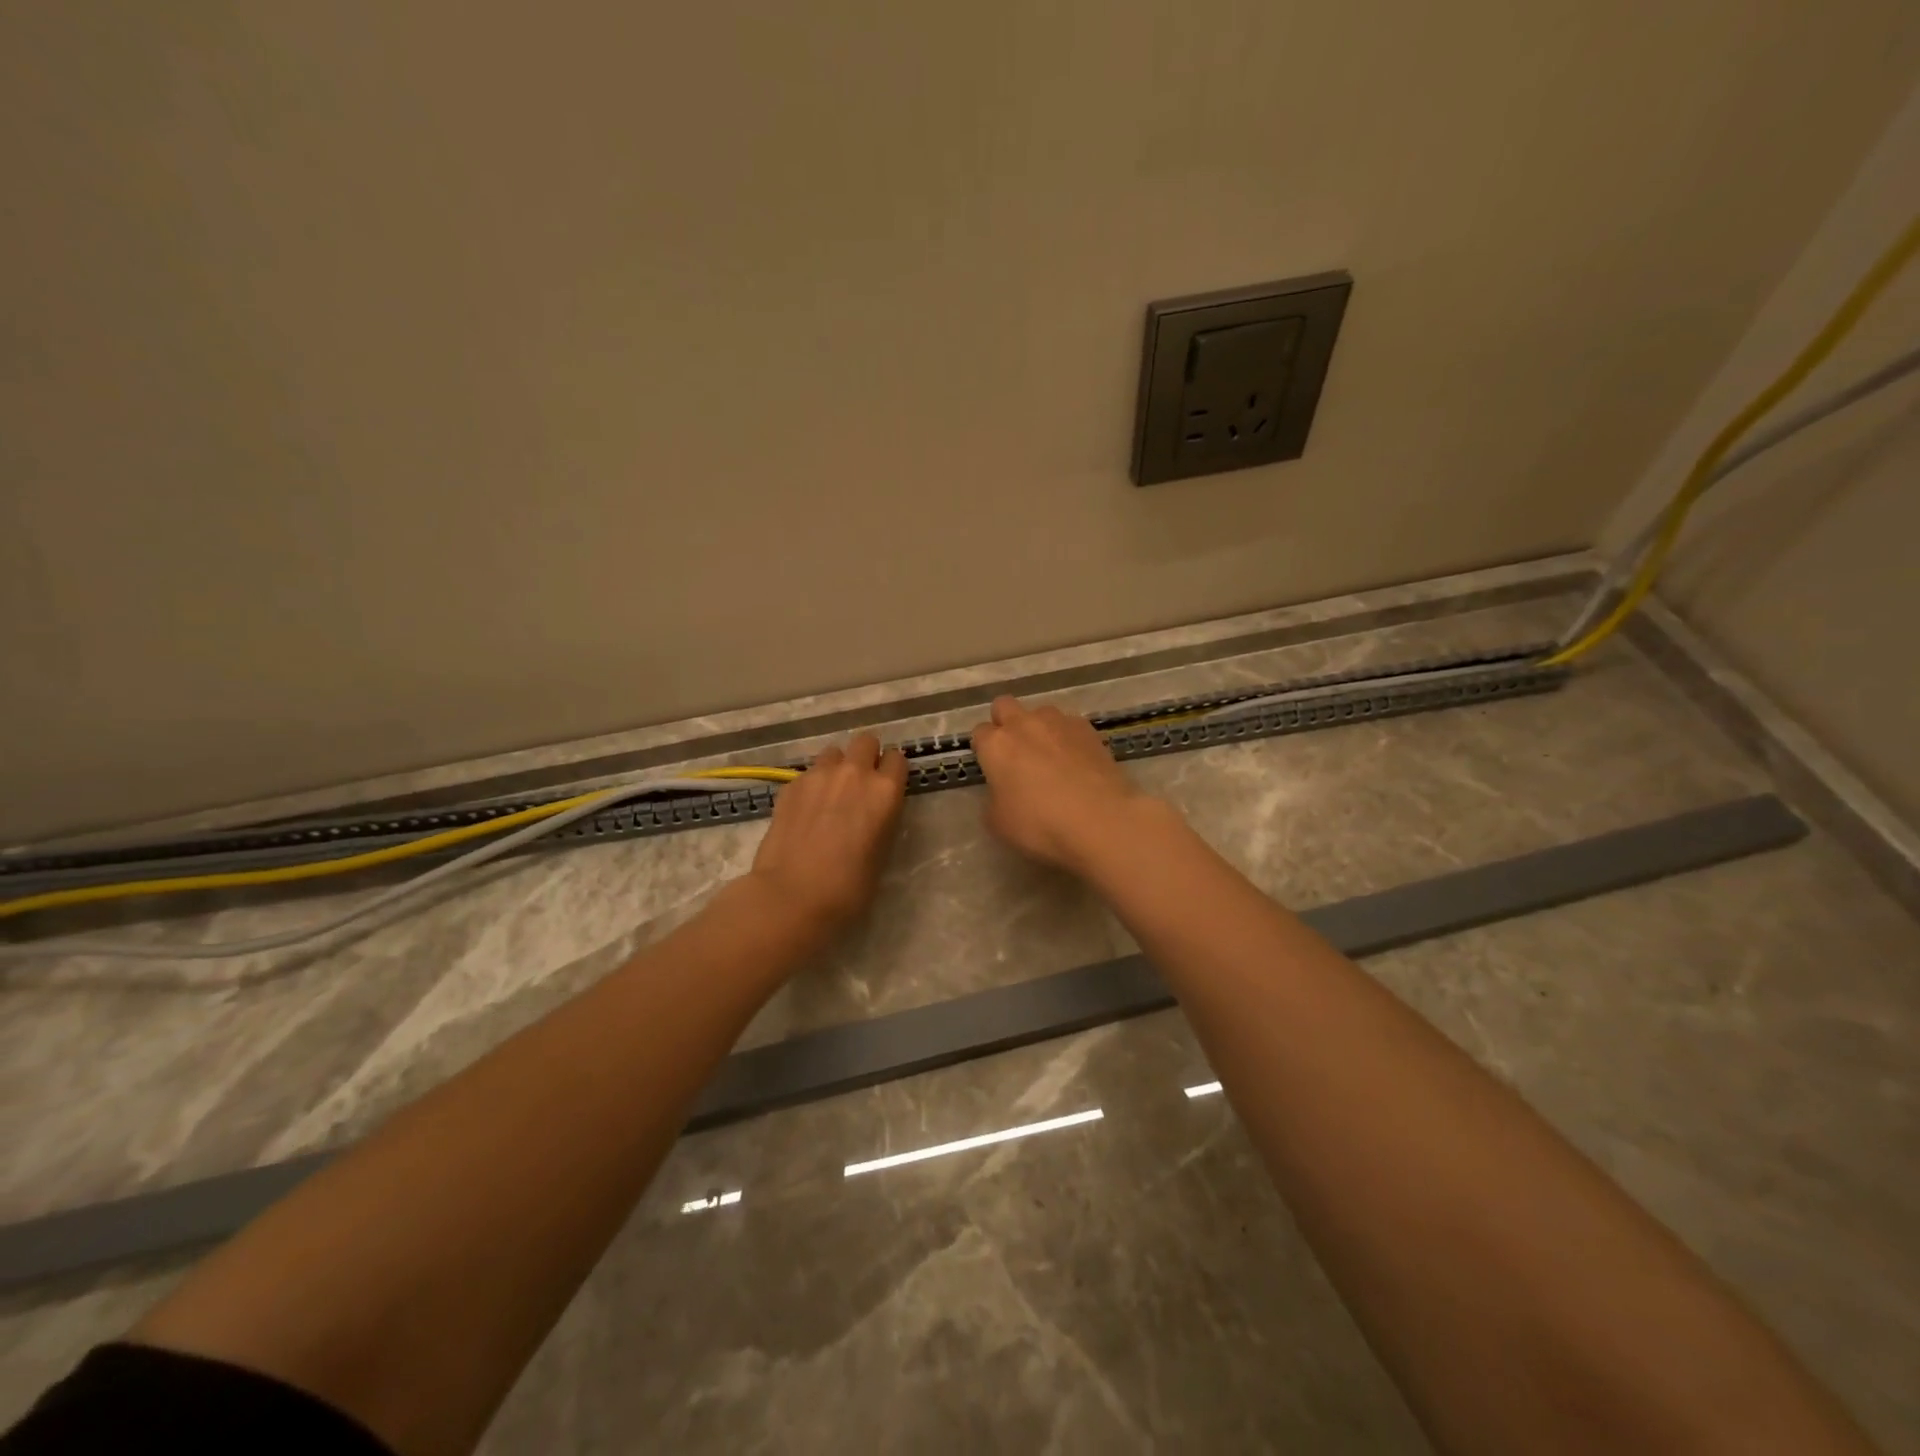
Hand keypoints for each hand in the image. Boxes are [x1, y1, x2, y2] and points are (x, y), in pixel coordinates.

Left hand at [749, 734, 907, 934]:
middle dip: (866, 757)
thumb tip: (872, 813)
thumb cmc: (848, 888)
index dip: (892, 772)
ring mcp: (818, 775)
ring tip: (830, 794)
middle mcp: (854, 773)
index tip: (888, 786)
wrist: (792, 896)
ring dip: (837, 767)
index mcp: (885, 791)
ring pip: (833, 753)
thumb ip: (881, 821)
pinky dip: (812, 785)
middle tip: (860, 784)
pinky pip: (808, 773)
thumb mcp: (881, 854)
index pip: (897, 759)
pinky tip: (806, 811)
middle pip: (865, 741)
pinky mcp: (790, 786)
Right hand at [970, 696, 1167, 875]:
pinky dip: (1068, 738)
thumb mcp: (999, 823)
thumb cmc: (1040, 824)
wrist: (1100, 820)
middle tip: (1015, 753)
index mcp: (996, 745)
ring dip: (1039, 728)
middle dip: (1005, 723)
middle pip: (1004, 706)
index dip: (984, 749)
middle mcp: (1024, 724)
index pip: (979, 733)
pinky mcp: (1089, 729)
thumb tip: (1002, 791)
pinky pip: (1070, 725)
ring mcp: (1059, 722)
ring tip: (1051, 757)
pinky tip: (1077, 762)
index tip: (991, 768)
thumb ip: (994, 799)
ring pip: (1040, 712)